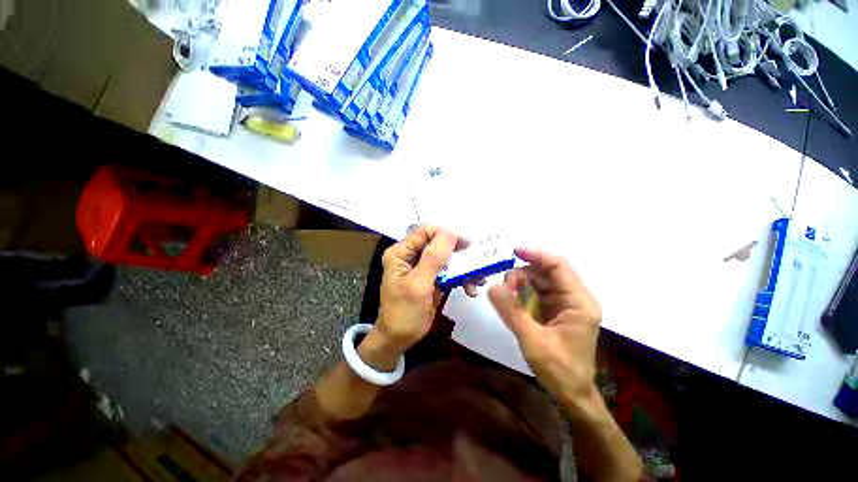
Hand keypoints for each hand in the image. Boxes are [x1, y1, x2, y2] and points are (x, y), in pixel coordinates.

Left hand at [373, 225, 463, 355]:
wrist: (400, 339)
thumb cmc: (404, 312)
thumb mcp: (418, 285)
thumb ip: (433, 258)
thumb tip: (450, 231)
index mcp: (401, 252)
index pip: (425, 232)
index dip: (446, 234)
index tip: (466, 243)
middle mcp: (411, 255)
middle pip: (438, 244)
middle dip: (459, 252)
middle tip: (476, 259)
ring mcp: (422, 267)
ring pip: (447, 258)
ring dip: (464, 267)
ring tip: (479, 278)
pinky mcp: (432, 278)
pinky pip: (449, 271)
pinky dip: (461, 278)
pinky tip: (471, 289)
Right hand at [488, 248, 601, 408]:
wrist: (572, 394)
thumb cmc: (559, 370)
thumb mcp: (532, 339)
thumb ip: (511, 311)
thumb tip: (492, 286)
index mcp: (578, 302)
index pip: (558, 266)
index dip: (536, 255)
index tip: (513, 251)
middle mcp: (574, 298)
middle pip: (546, 272)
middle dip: (523, 273)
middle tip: (503, 285)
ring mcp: (565, 303)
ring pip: (539, 281)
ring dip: (520, 282)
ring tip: (505, 294)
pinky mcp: (555, 310)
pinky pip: (536, 292)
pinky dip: (522, 292)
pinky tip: (511, 298)